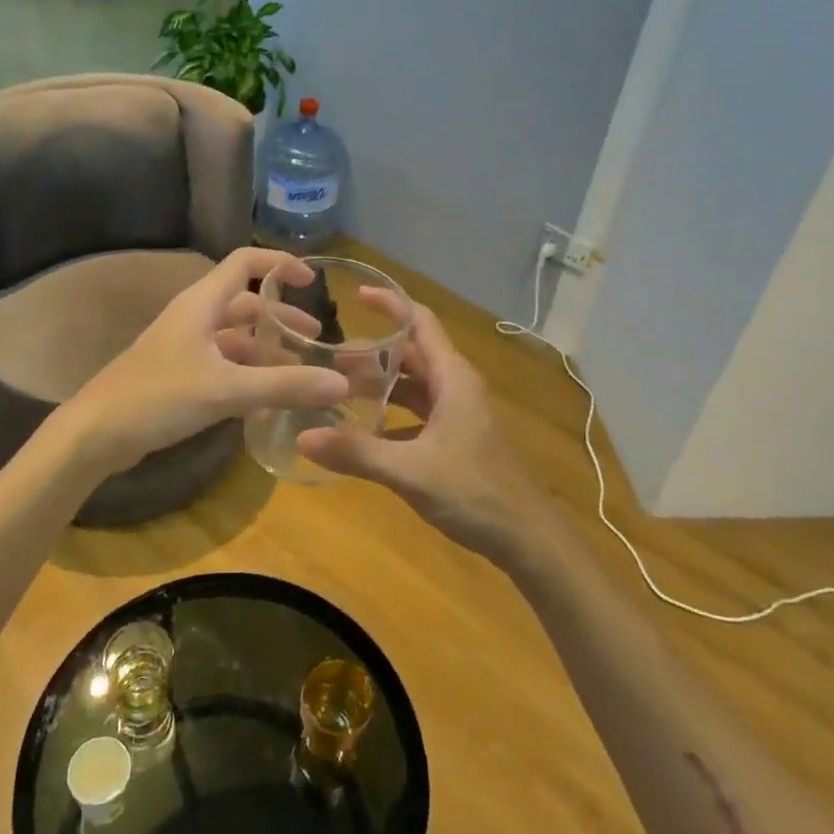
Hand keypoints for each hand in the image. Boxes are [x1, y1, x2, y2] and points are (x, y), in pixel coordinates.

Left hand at [62, 247, 347, 475]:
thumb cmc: (158, 397)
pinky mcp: (178, 375)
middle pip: (245, 304)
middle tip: (315, 339)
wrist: (95, 433)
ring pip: (234, 337)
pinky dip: (248, 373)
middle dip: (281, 317)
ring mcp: (184, 347)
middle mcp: (193, 317)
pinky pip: (223, 364)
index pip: (245, 262)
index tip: (312, 281)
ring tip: (299, 372)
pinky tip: (267, 399)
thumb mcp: (226, 390)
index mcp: (202, 303)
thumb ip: (284, 385)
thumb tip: (342, 383)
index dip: (280, 263)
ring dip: (266, 349)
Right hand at [298, 296, 550, 563]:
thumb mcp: (411, 471)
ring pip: (415, 385)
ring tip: (339, 388)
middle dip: (373, 351)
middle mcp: (456, 387)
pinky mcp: (458, 439)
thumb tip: (303, 436)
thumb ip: (357, 452)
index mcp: (452, 378)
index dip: (390, 304)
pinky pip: (419, 413)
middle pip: (412, 354)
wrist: (529, 539)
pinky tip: (365, 431)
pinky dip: (392, 413)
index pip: (420, 323)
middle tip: (329, 357)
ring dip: (381, 383)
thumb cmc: (476, 493)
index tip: (355, 294)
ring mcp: (459, 414)